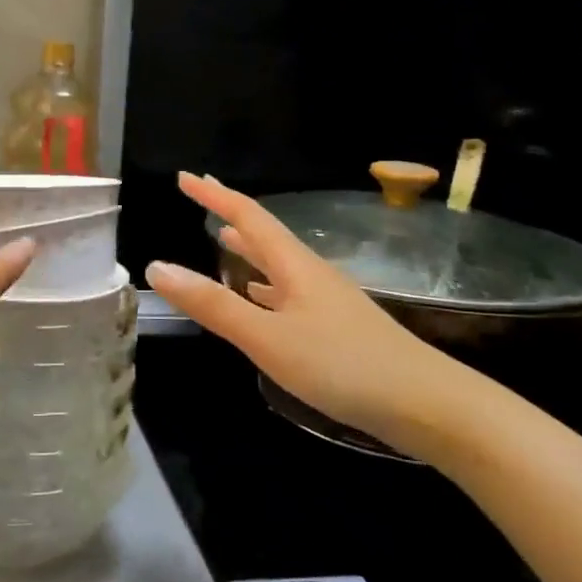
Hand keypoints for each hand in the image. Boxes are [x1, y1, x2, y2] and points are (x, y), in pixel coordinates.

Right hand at [144, 172, 495, 459]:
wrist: (424, 404)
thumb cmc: (340, 365)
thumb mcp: (266, 337)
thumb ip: (212, 304)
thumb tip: (157, 267)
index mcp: (294, 265)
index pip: (248, 217)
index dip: (215, 196)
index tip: (185, 178)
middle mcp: (311, 274)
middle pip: (266, 235)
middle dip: (231, 216)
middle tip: (201, 200)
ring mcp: (327, 301)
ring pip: (278, 264)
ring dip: (249, 250)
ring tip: (223, 241)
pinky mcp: (336, 328)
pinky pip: (289, 293)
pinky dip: (266, 287)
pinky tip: (261, 299)